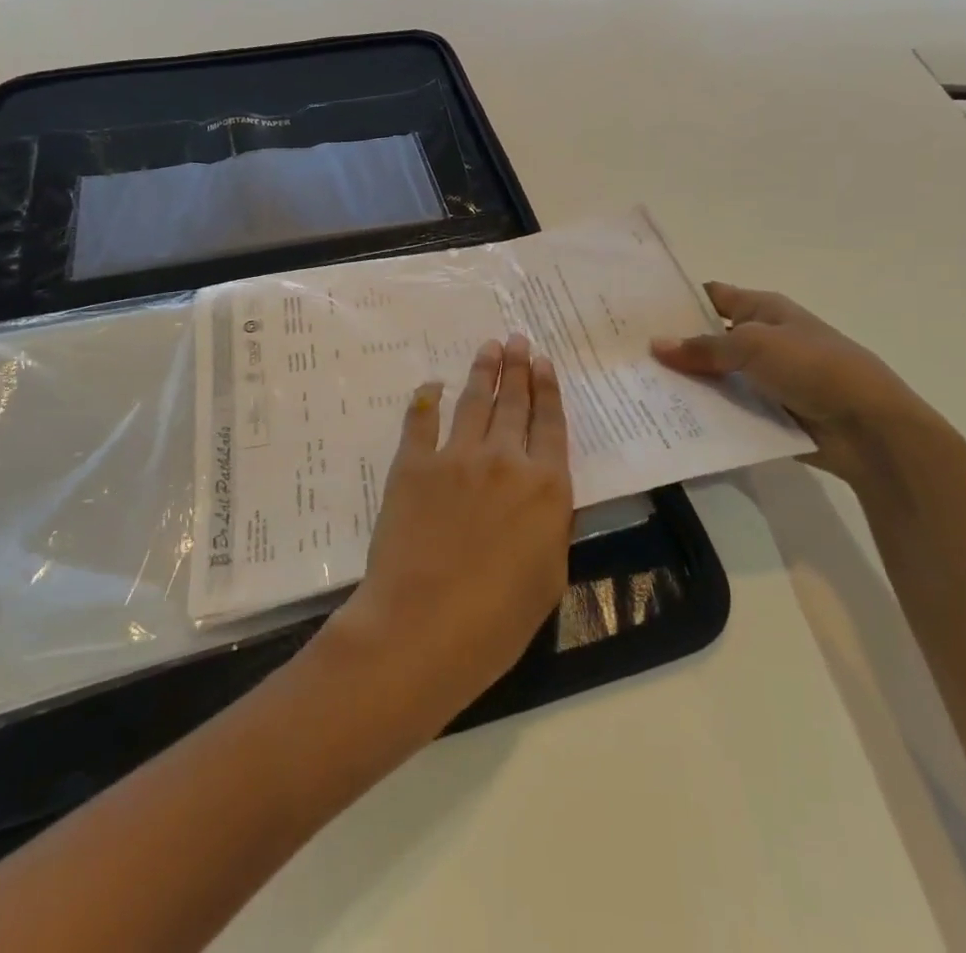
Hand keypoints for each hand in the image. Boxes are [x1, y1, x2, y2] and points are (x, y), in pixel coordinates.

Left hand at [324, 334, 572, 729]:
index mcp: (546, 487)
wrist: (423, 625)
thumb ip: (550, 525)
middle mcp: (505, 459)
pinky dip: (427, 399)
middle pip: (515, 403)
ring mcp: (456, 457)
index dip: (548, 390)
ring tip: (489, 346)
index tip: (543, 362)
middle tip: (517, 340)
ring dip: (483, 370)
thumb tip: (543, 495)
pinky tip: (432, 384)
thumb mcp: (550, 576)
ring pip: (474, 401)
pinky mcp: (414, 465)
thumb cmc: (498, 619)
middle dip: (518, 368)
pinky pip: (421, 420)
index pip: (551, 425)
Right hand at [651, 283, 937, 488]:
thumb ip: (704, 348)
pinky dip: (704, 413)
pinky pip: (727, 410)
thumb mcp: (755, 346)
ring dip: (685, 383)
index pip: (712, 297)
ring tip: (635, 388)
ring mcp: (764, 379)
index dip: (678, 300)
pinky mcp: (766, 414)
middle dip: (673, 346)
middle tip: (625, 353)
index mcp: (763, 310)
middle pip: (708, 339)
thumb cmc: (814, 367)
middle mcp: (761, 340)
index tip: (636, 308)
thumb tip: (656, 345)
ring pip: (714, 377)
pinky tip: (667, 419)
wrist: (870, 428)